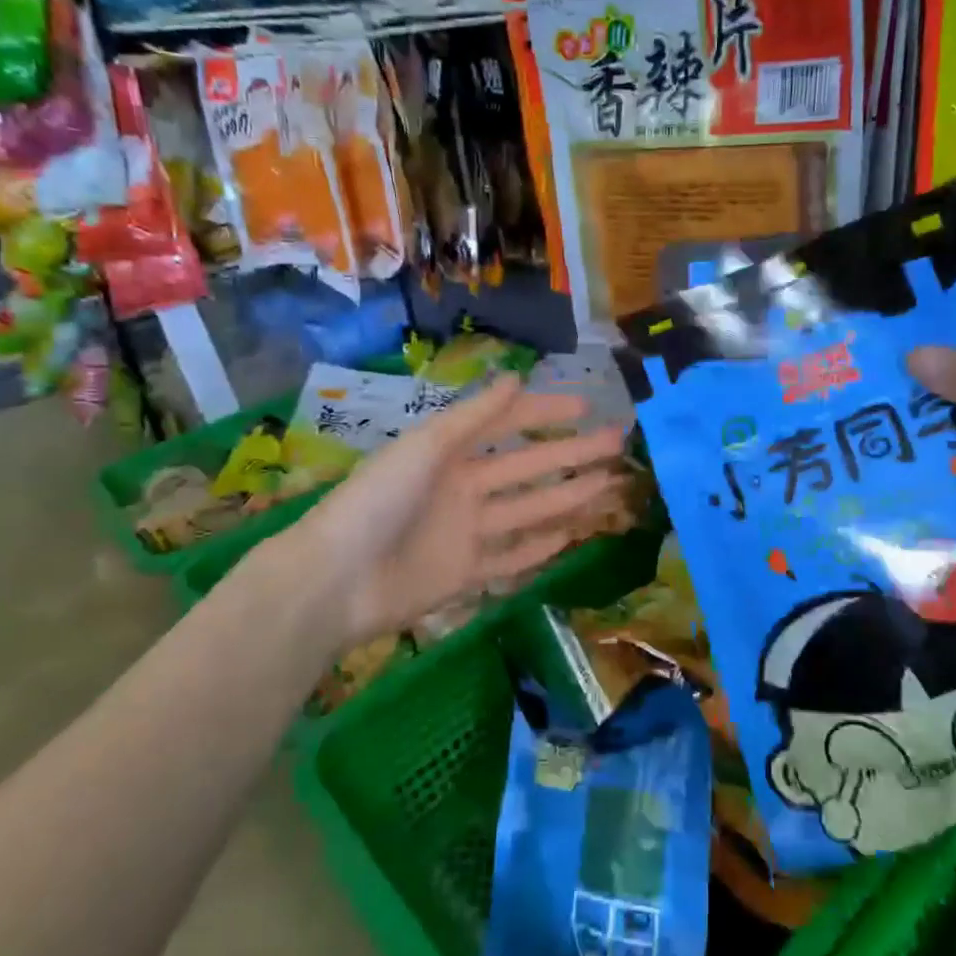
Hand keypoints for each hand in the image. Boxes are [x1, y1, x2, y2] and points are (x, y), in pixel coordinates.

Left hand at [255, 375, 628, 653]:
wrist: (338, 580)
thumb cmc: (379, 500)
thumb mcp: (426, 447)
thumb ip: (473, 416)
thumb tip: (515, 376)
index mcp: (448, 453)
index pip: (505, 426)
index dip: (544, 414)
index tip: (586, 407)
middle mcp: (462, 488)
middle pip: (527, 468)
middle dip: (571, 454)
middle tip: (617, 444)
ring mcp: (466, 532)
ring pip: (528, 511)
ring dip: (567, 497)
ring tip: (609, 486)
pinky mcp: (466, 574)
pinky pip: (511, 557)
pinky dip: (540, 548)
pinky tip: (572, 536)